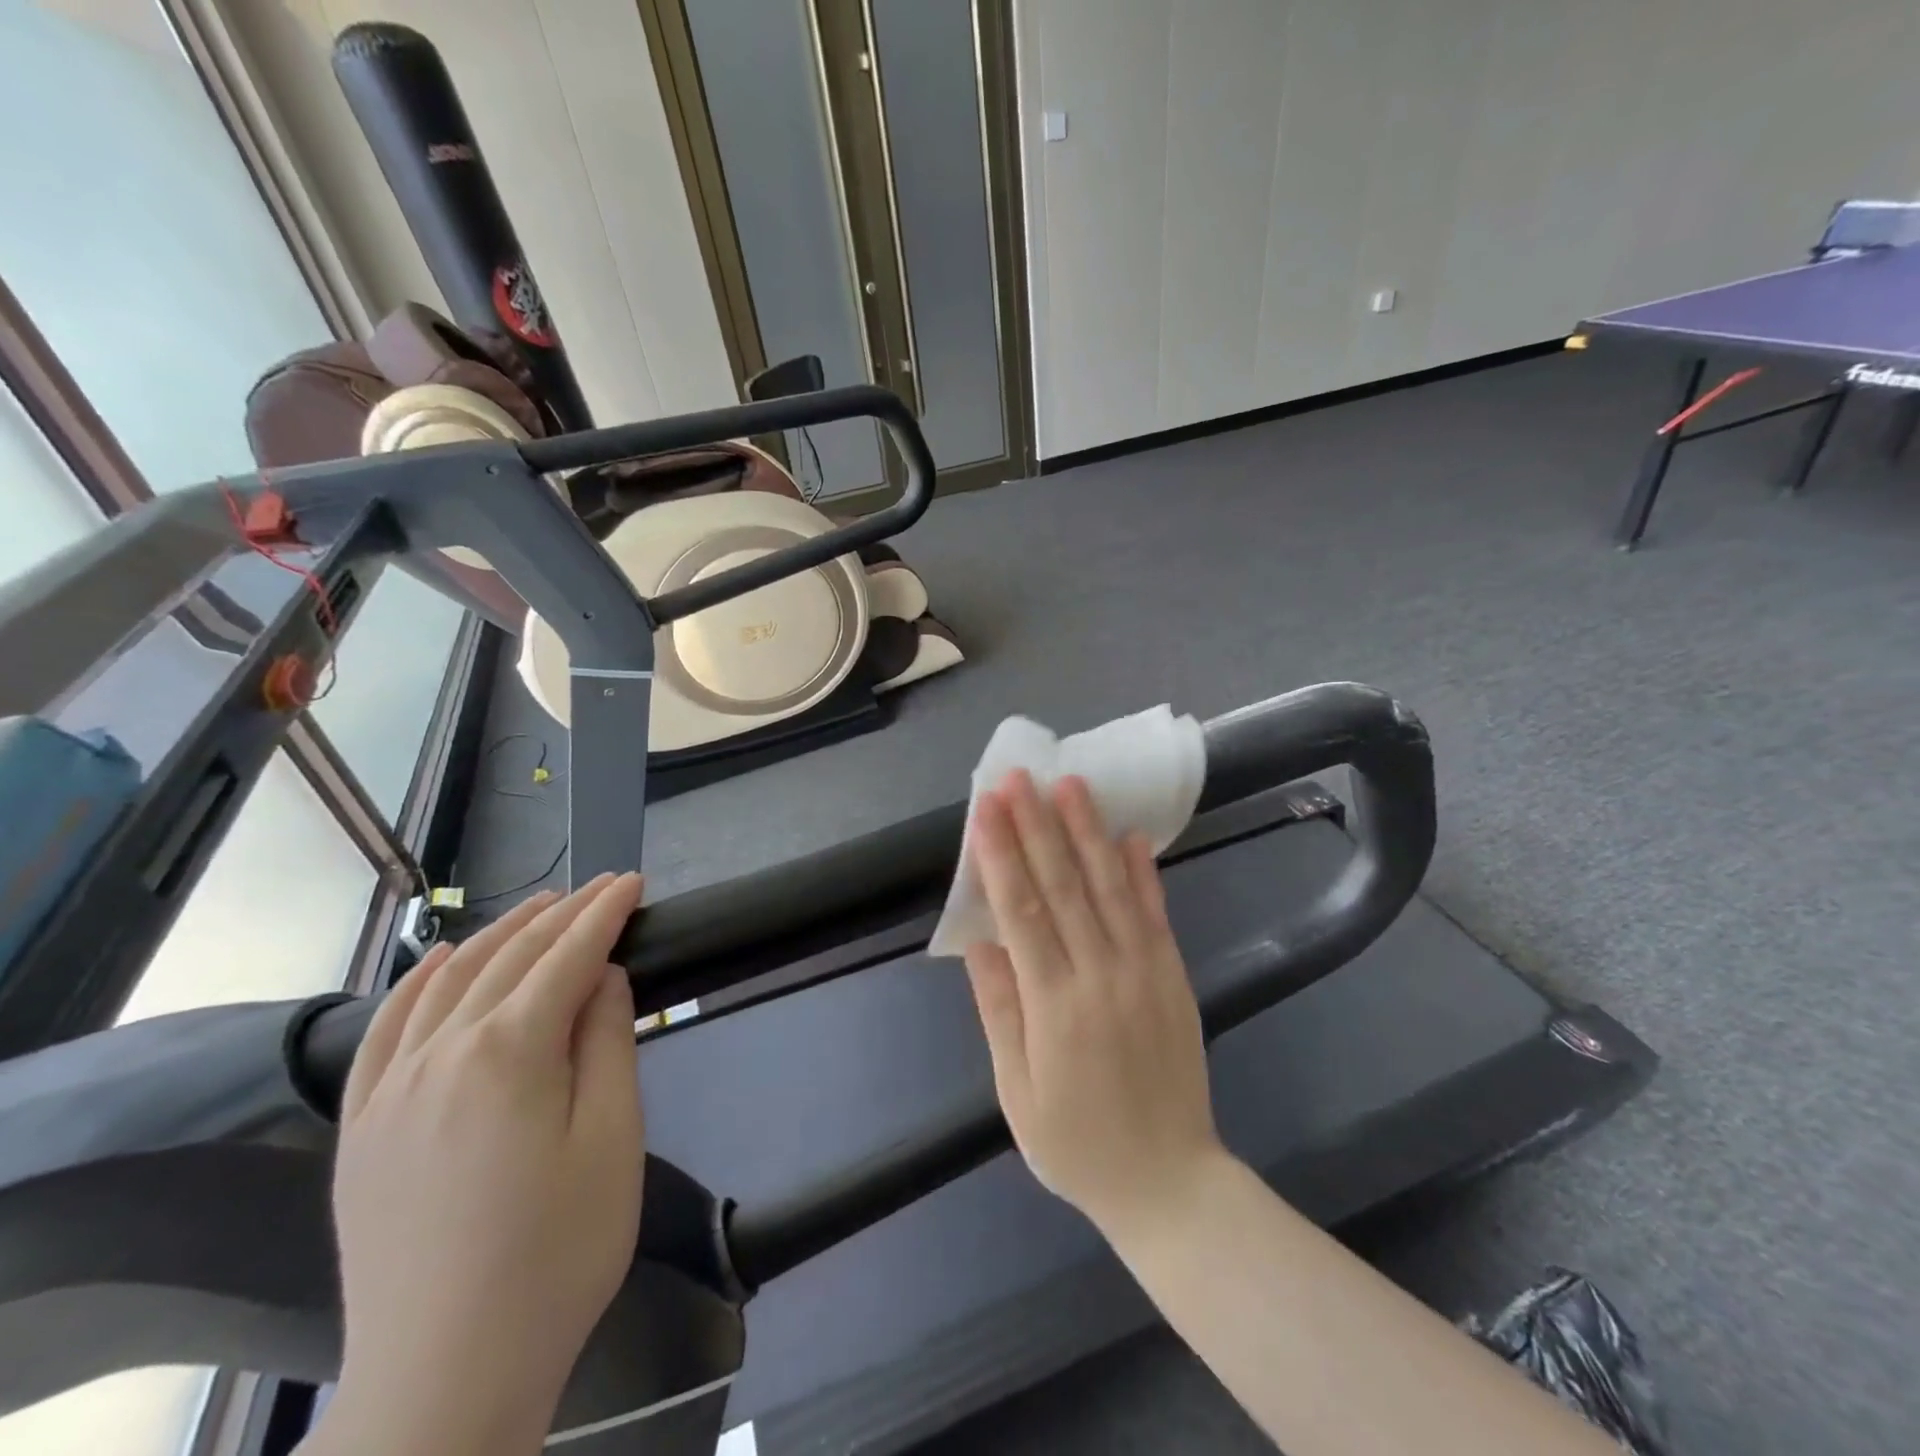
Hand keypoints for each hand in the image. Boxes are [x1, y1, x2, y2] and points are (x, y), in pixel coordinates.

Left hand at [325, 873, 645, 1451]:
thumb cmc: (558, 1251)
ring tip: (539, 907)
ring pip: (447, 982)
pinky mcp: (362, 1129)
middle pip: (509, 959)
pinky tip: (440, 962)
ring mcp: (390, 1091)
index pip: (567, 957)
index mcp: (509, 1053)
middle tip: (601, 888)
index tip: (633, 882)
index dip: (605, 914)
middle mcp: (441, 1054)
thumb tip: (602, 976)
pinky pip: (384, 1031)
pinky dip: (416, 983)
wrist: (446, 1376)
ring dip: (498, 935)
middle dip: (561, 914)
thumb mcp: (612, 1137)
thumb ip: (608, 1042)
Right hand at [962, 772, 1223, 1234]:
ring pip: (1110, 888)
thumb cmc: (1077, 1145)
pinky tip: (1130, 835)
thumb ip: (999, 1010)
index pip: (1021, 911)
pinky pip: (1156, 914)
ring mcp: (1144, 972)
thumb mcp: (1017, 1092)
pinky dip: (1143, 872)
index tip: (985, 808)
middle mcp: (1100, 975)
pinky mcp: (1173, 976)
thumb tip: (980, 942)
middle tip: (1019, 777)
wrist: (1170, 1182)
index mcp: (1054, 1005)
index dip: (1001, 854)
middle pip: (1063, 886)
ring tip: (1071, 785)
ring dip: (1088, 832)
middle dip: (1037, 826)